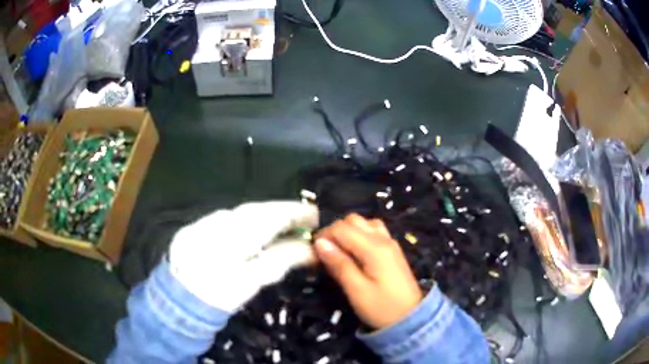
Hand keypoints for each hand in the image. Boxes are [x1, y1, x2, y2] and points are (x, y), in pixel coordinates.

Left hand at [169, 201, 318, 312]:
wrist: (176, 301)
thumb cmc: (217, 297)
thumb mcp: (250, 282)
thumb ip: (279, 261)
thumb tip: (308, 248)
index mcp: (231, 238)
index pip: (269, 218)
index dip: (294, 214)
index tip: (315, 215)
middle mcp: (217, 222)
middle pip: (256, 211)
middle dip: (282, 212)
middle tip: (304, 218)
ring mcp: (205, 223)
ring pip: (242, 213)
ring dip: (265, 215)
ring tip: (285, 223)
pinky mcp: (196, 227)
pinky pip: (228, 218)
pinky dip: (247, 221)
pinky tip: (255, 230)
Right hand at [314, 214, 422, 329]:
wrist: (411, 318)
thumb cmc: (382, 308)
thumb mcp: (357, 290)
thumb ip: (339, 264)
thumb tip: (320, 243)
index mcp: (374, 248)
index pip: (342, 228)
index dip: (324, 236)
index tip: (314, 254)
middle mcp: (383, 239)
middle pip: (353, 220)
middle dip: (335, 232)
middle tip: (325, 253)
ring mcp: (390, 243)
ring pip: (364, 223)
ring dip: (348, 232)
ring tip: (340, 252)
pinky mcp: (393, 250)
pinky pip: (374, 231)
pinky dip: (360, 235)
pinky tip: (356, 252)